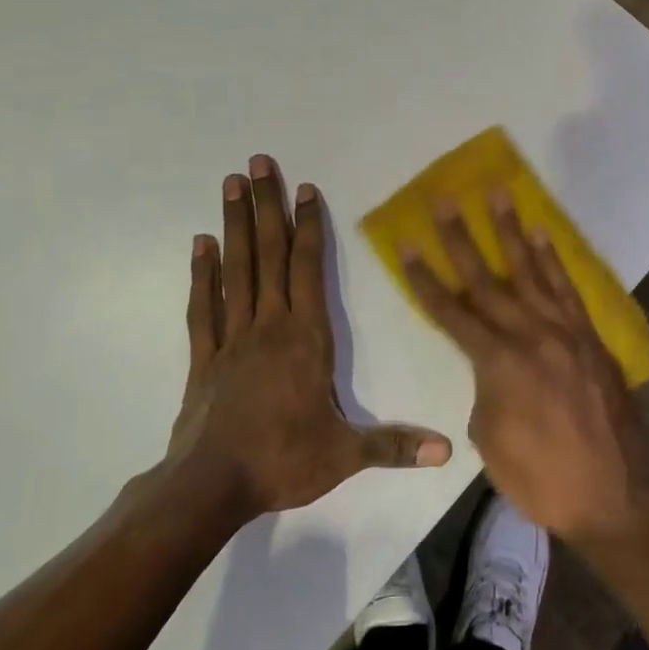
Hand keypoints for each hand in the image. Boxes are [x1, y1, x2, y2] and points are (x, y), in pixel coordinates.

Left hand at [170, 155, 452, 519]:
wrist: (211, 487)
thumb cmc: (282, 461)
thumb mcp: (346, 455)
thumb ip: (395, 445)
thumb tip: (447, 449)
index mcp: (306, 338)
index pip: (308, 268)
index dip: (308, 226)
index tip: (305, 189)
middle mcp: (269, 325)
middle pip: (268, 254)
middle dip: (266, 206)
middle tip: (256, 162)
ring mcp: (232, 337)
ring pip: (236, 269)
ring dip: (235, 224)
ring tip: (230, 184)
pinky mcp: (204, 356)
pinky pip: (203, 306)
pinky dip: (202, 273)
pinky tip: (201, 244)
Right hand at [399, 191, 648, 543]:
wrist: (614, 495)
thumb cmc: (541, 478)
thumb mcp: (491, 440)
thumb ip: (485, 389)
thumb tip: (492, 366)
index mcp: (498, 364)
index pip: (451, 312)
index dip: (425, 279)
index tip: (407, 244)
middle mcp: (530, 336)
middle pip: (486, 280)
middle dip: (460, 238)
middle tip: (444, 199)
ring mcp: (565, 332)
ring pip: (530, 272)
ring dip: (511, 231)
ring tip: (498, 193)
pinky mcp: (591, 337)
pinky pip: (568, 289)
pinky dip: (553, 260)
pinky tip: (542, 234)